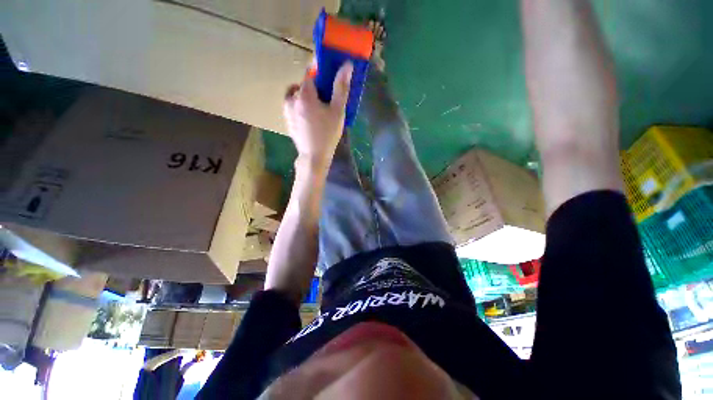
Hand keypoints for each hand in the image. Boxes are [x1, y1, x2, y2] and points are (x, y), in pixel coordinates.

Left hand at [283, 62, 353, 168]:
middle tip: (327, 101)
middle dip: (315, 88)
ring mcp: (286, 110)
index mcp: (304, 94)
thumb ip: (341, 87)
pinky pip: (294, 106)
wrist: (313, 157)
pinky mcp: (287, 120)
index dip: (320, 71)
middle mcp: (291, 98)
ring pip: (297, 95)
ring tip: (319, 111)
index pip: (310, 71)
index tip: (329, 76)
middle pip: (304, 84)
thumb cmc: (327, 135)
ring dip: (307, 97)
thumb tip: (347, 65)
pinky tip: (312, 120)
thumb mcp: (337, 111)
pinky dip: (302, 107)